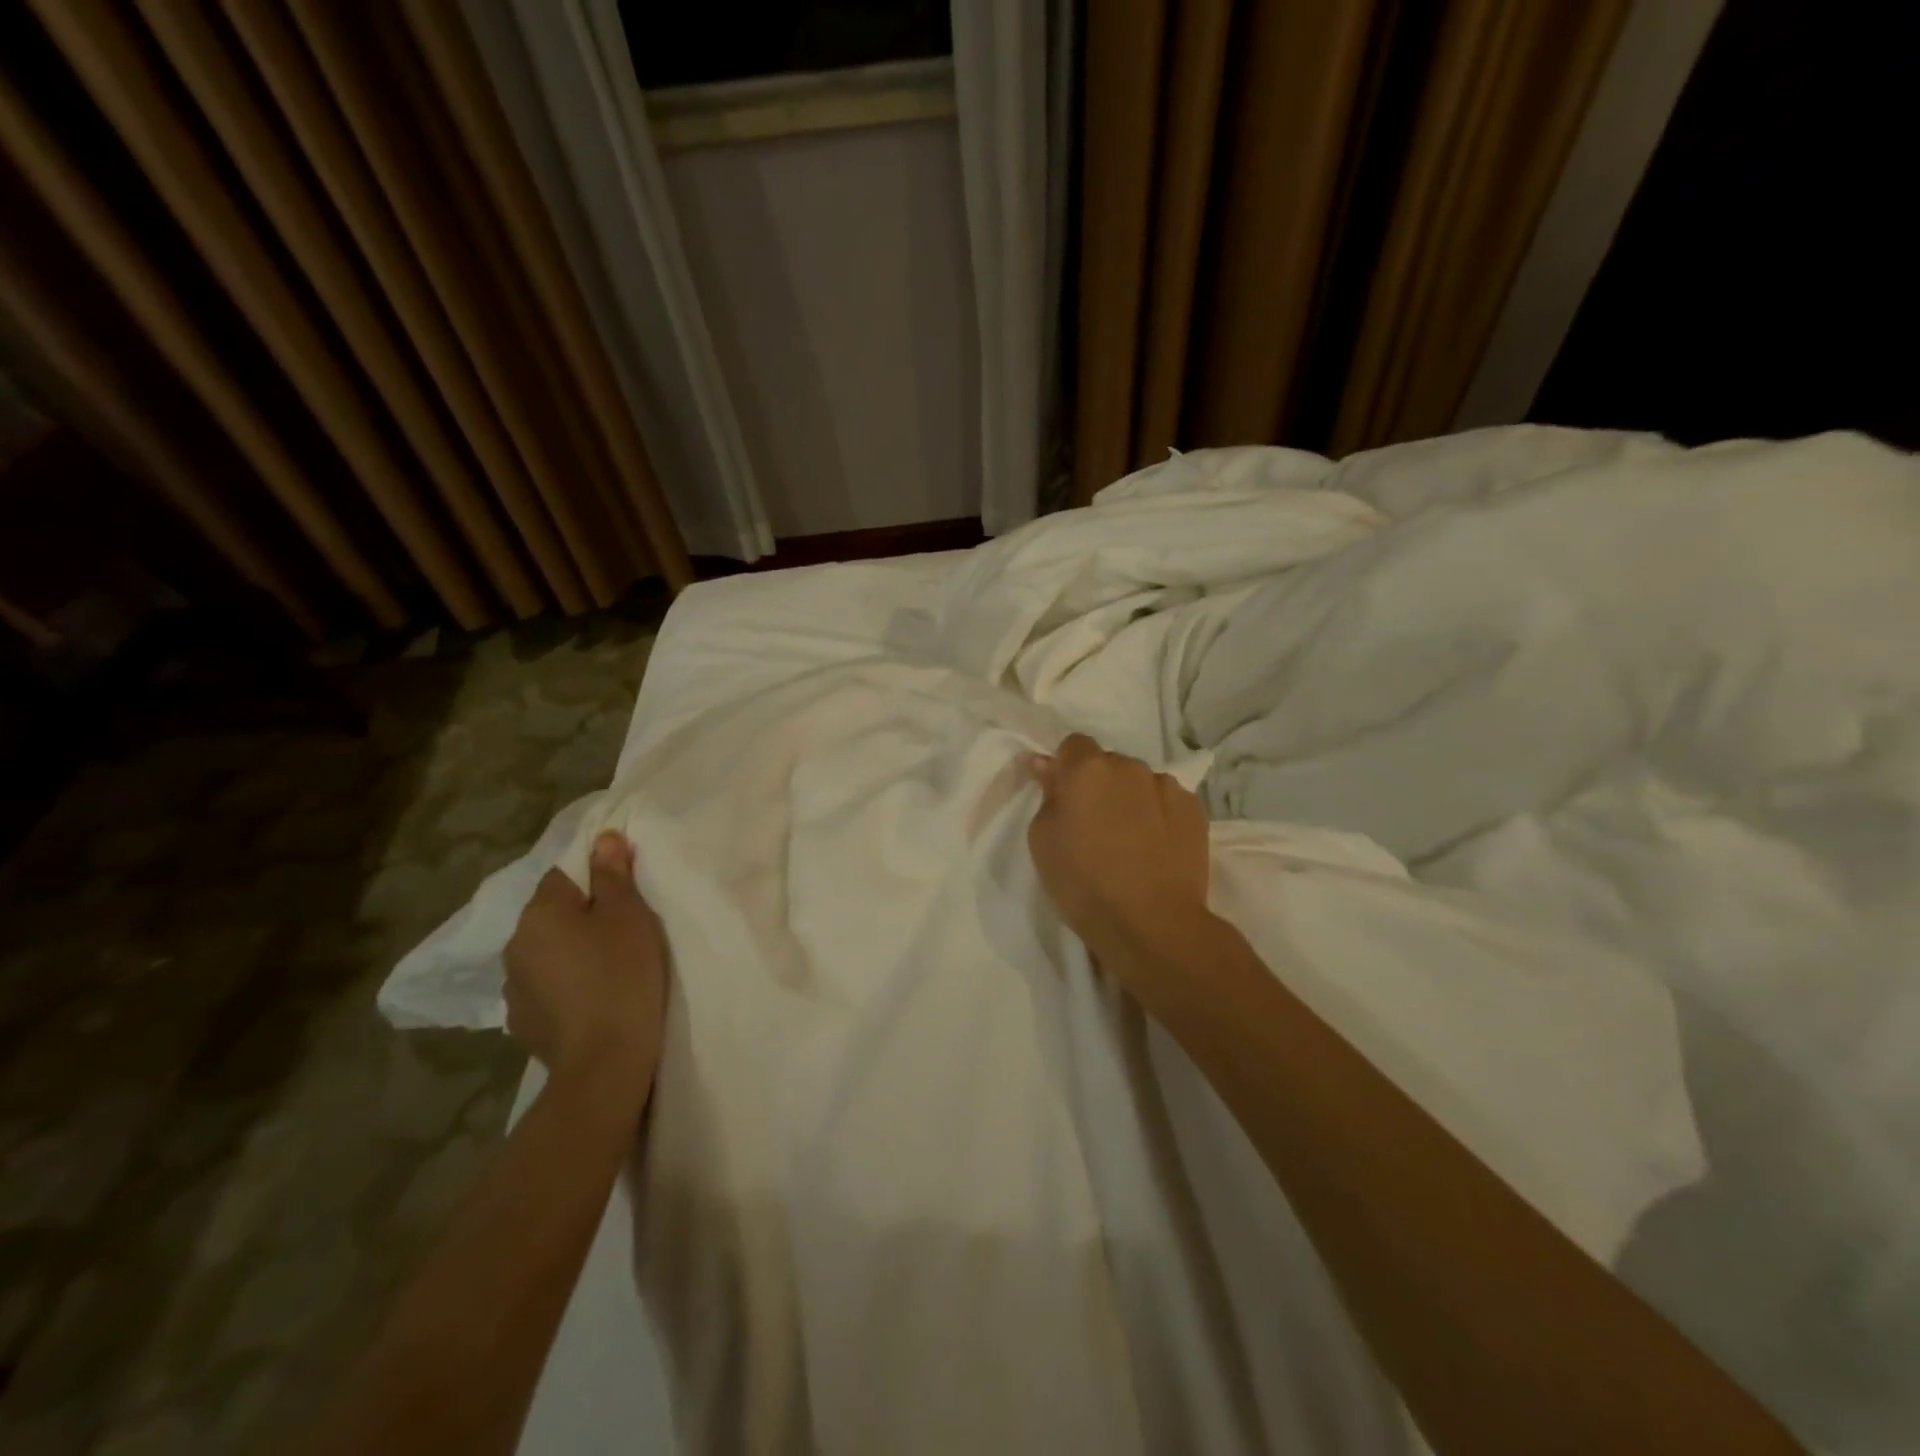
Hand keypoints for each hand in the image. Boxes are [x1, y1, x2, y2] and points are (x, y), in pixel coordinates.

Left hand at [504, 832, 668, 1097]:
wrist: (605, 1060)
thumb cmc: (622, 975)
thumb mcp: (629, 915)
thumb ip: (613, 874)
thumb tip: (604, 837)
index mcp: (540, 913)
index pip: (563, 874)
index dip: (596, 877)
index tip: (626, 893)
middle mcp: (516, 945)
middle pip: (554, 914)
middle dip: (583, 916)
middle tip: (624, 929)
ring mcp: (514, 988)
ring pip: (548, 952)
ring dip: (571, 952)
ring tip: (608, 966)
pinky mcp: (523, 1022)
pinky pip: (546, 987)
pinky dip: (566, 985)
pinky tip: (591, 997)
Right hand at [1026, 734, 1212, 993]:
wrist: (1151, 924)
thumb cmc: (1083, 883)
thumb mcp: (1042, 840)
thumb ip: (1047, 795)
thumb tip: (1048, 766)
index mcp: (1088, 769)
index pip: (1073, 745)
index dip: (1066, 768)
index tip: (1063, 798)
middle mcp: (1130, 767)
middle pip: (1109, 764)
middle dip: (1100, 785)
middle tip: (1094, 825)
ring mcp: (1167, 786)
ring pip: (1140, 783)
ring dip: (1131, 799)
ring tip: (1129, 840)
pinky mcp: (1195, 810)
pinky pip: (1167, 801)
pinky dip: (1158, 815)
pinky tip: (1155, 847)